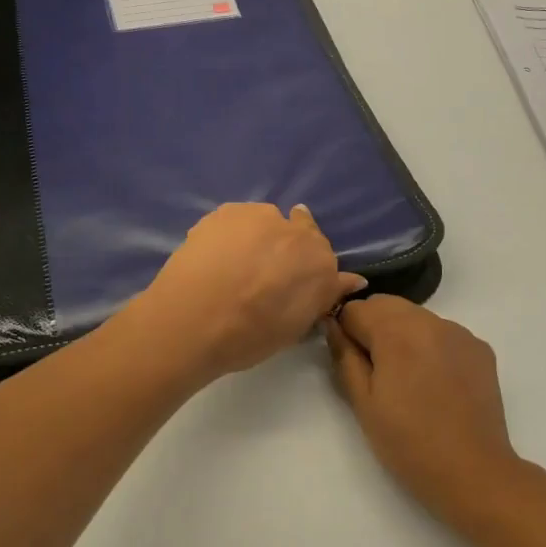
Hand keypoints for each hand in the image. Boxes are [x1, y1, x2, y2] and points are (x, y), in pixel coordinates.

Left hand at [132, 203, 367, 383]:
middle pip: (299, 230)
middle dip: (284, 247)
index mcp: (320, 263)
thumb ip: (322, 297)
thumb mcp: (294, 328)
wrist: (193, 319)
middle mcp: (297, 231)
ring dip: (257, 237)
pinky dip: (230, 234)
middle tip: (261, 273)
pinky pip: (236, 220)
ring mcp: (260, 216)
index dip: (304, 269)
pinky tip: (214, 257)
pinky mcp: (227, 211)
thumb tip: (352, 279)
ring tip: (232, 266)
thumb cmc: (248, 336)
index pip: (323, 256)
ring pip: (265, 222)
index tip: (288, 283)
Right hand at [325, 296, 528, 527]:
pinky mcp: (480, 348)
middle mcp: (430, 321)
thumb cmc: (408, 442)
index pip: (356, 309)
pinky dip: (430, 345)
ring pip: (416, 317)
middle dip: (373, 326)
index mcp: (397, 331)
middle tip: (374, 370)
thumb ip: (344, 356)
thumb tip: (332, 325)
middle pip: (387, 305)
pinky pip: (443, 333)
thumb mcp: (363, 403)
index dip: (345, 330)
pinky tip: (434, 381)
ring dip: (402, 333)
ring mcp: (460, 333)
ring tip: (406, 377)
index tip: (349, 359)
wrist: (473, 472)